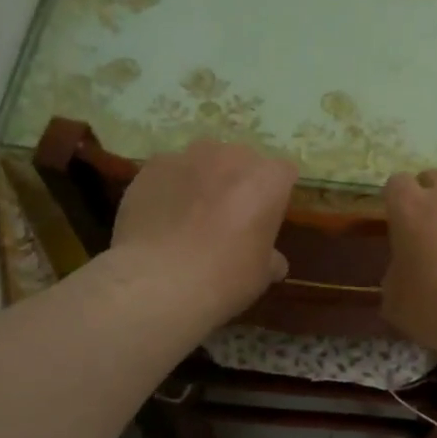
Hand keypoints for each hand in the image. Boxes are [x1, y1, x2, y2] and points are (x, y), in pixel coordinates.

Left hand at [110, 141, 297, 324]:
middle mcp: (232, 156)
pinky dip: (169, 188)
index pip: (283, 173)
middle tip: (228, 217)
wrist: (156, 281)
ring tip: (190, 214)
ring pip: (204, 161)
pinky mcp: (153, 166)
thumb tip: (274, 262)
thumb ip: (270, 258)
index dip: (274, 195)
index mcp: (268, 179)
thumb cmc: (223, 278)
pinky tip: (160, 217)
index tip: (265, 218)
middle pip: (242, 161)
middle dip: (239, 182)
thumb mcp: (260, 275)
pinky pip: (169, 172)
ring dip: (203, 179)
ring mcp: (189, 156)